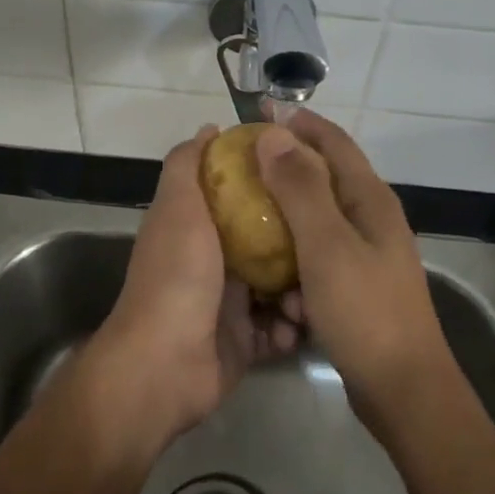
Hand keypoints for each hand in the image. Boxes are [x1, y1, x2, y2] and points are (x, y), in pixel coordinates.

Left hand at [97, 125, 302, 442]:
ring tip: (316, 291)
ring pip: (280, 285)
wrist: (165, 365)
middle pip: (268, 239)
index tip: (305, 172)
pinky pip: (279, 328)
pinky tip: (300, 325)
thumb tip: (210, 128)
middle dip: (299, 240)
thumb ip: (187, 165)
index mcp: (198, 226)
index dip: (270, 181)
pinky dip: (291, 328)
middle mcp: (215, 259)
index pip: (240, 193)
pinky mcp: (245, 341)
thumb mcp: (178, 208)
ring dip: (301, 289)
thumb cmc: (177, 276)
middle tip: (329, 236)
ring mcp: (230, 303)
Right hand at [253, 107, 450, 428]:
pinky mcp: (356, 283)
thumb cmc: (364, 311)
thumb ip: (300, 188)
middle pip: (324, 175)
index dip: (297, 122)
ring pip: (316, 217)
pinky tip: (274, 281)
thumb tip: (274, 134)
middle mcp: (371, 217)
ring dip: (284, 216)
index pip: (332, 141)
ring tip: (246, 219)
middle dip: (284, 166)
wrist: (404, 390)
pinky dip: (294, 257)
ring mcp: (366, 252)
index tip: (257, 111)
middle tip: (240, 166)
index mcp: (369, 198)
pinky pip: (316, 254)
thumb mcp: (326, 245)